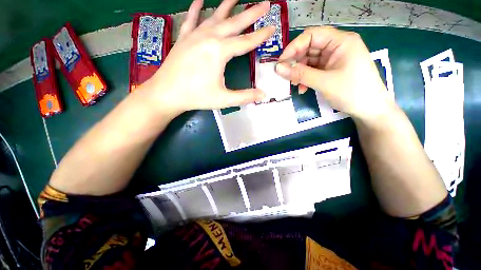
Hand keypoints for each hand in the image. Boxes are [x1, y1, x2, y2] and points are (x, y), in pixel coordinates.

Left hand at [147, 0, 273, 113]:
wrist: (166, 93)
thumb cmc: (196, 97)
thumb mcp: (223, 99)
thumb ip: (244, 96)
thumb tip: (263, 95)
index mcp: (219, 51)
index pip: (246, 41)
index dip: (261, 36)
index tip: (273, 27)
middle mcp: (208, 37)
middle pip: (234, 22)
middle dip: (251, 13)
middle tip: (264, 4)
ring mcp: (194, 35)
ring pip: (215, 16)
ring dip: (227, 5)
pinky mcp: (184, 38)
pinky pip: (192, 19)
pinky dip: (197, 8)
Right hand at [275, 27, 393, 120]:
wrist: (369, 109)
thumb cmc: (351, 92)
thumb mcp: (324, 82)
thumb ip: (300, 74)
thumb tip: (278, 68)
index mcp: (341, 41)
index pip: (312, 35)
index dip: (294, 47)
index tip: (281, 62)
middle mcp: (336, 46)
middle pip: (309, 48)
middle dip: (295, 62)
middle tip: (285, 76)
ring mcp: (333, 59)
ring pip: (309, 61)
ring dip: (299, 72)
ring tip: (294, 84)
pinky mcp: (330, 70)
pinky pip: (313, 70)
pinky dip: (305, 78)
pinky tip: (303, 88)